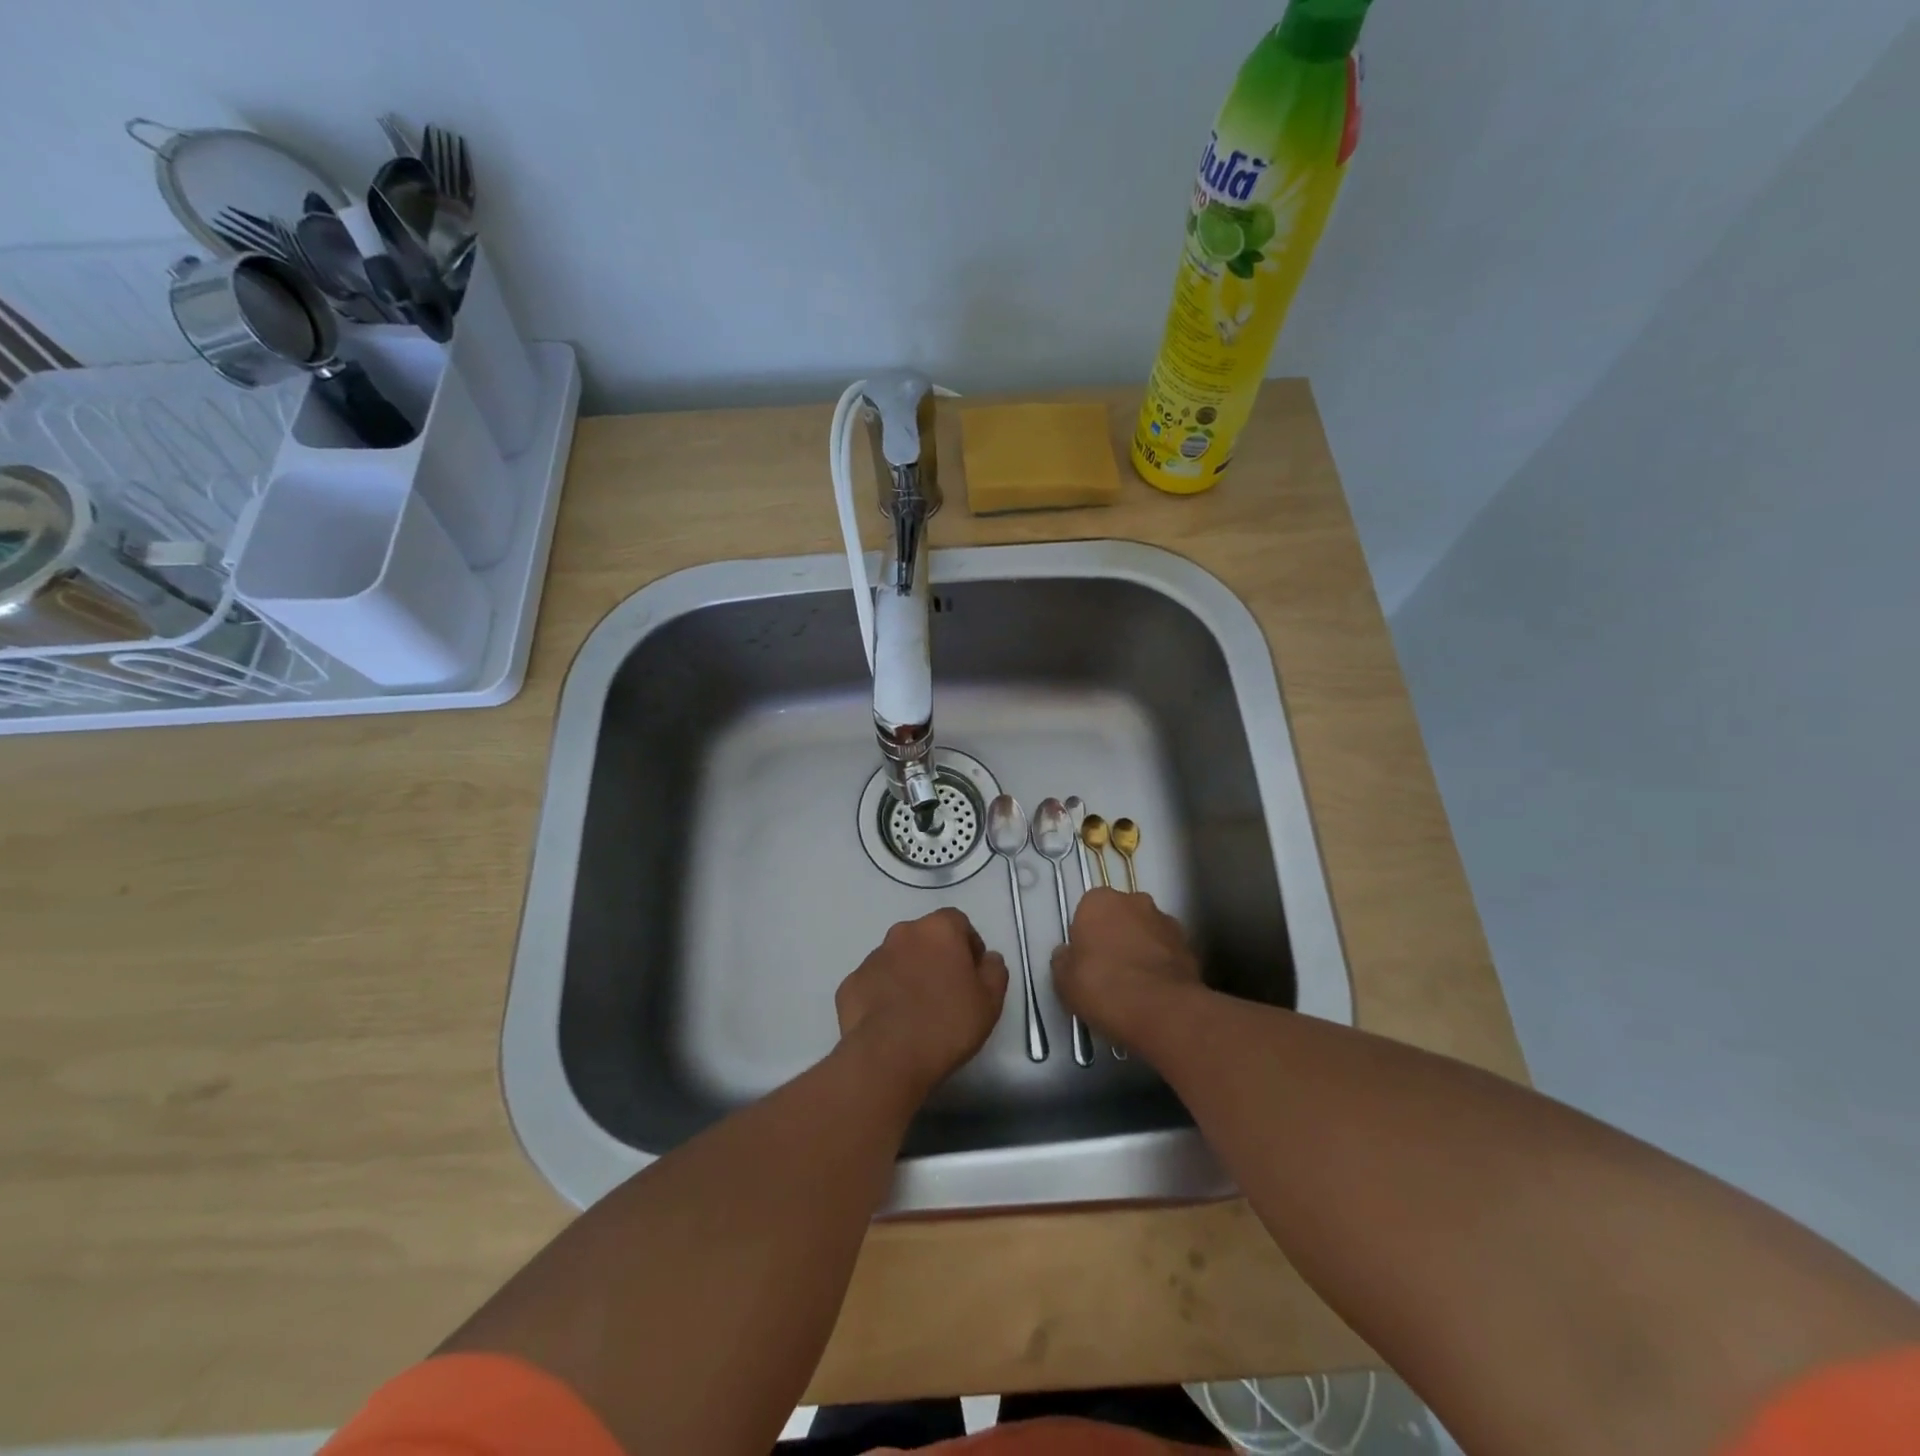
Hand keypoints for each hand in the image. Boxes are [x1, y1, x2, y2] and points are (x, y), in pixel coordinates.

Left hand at [835, 908, 1008, 1096]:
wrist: (887, 1057)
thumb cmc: (947, 1023)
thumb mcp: (990, 1001)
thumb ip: (995, 971)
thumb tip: (988, 959)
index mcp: (938, 929)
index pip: (958, 922)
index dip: (969, 946)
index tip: (973, 975)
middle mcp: (902, 933)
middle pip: (925, 938)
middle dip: (937, 958)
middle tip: (947, 993)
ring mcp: (872, 957)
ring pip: (897, 959)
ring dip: (909, 975)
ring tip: (917, 1012)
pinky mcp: (850, 984)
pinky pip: (875, 983)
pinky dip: (884, 995)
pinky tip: (892, 1024)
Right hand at [1052, 888, 1203, 1041]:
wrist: (1161, 1010)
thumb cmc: (1103, 986)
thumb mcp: (1063, 979)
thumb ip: (1064, 959)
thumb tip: (1068, 954)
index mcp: (1100, 900)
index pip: (1087, 910)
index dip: (1085, 935)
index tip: (1084, 960)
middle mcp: (1136, 901)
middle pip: (1120, 916)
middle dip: (1116, 936)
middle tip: (1108, 970)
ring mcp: (1167, 922)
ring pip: (1147, 932)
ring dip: (1141, 949)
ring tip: (1135, 985)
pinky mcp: (1190, 947)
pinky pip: (1168, 953)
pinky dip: (1161, 966)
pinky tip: (1154, 992)